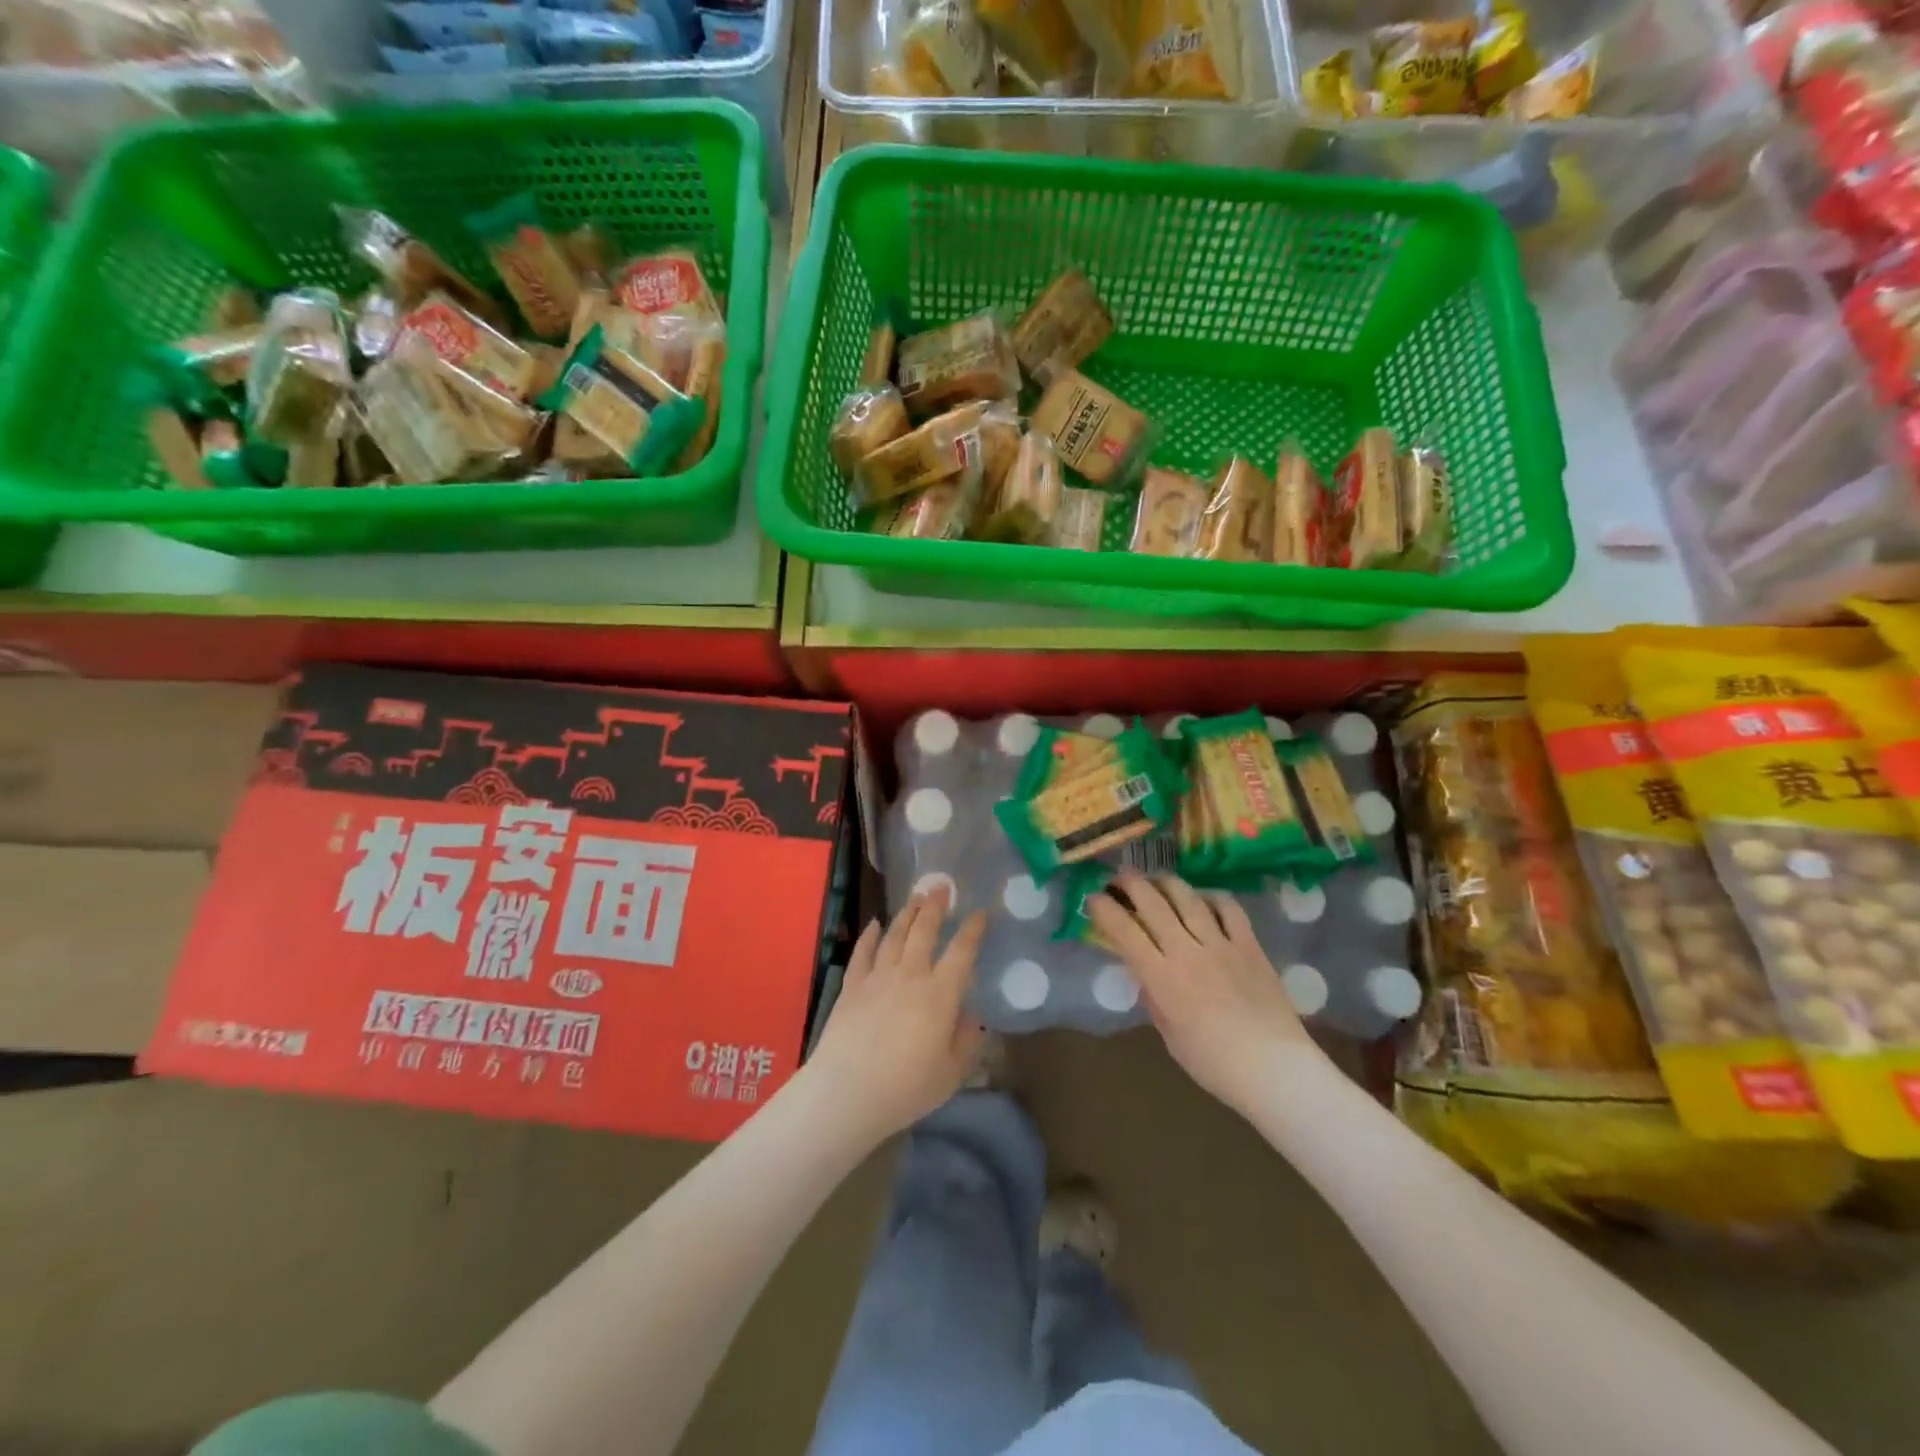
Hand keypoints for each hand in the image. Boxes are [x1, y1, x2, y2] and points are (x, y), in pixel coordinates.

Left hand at [806, 888, 988, 1144]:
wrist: (847, 1091)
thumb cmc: (907, 1087)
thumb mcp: (951, 1072)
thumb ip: (967, 1040)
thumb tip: (971, 1015)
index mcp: (941, 993)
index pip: (962, 952)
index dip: (972, 930)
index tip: (980, 913)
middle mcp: (911, 975)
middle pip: (924, 931)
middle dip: (935, 906)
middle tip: (941, 887)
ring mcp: (878, 977)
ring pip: (894, 935)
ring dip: (906, 914)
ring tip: (915, 898)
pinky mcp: (851, 986)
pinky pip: (862, 953)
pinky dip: (869, 936)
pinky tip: (874, 924)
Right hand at [1089, 872, 1321, 1116]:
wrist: (1274, 1069)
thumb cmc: (1213, 1063)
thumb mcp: (1169, 1034)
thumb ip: (1153, 997)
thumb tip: (1144, 971)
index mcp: (1162, 978)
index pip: (1124, 930)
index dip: (1105, 908)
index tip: (1093, 899)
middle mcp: (1187, 951)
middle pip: (1153, 903)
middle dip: (1130, 883)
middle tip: (1119, 877)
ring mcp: (1220, 944)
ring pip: (1187, 897)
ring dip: (1165, 882)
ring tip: (1155, 879)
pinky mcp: (1249, 944)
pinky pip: (1228, 908)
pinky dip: (1211, 897)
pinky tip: (1202, 898)